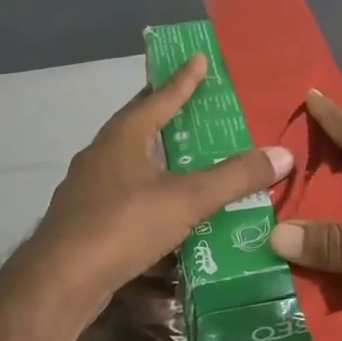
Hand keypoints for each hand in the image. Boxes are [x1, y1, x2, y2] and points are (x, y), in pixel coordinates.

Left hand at [32, 54, 292, 301]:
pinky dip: (149, 187)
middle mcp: (103, 153)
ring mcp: (90, 186)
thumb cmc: (122, 225)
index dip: (183, 78)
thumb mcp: (187, 199)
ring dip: (158, 151)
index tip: (198, 57)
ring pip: (131, 158)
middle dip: (167, 110)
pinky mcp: (86, 218)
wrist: (59, 283)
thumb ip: (234, 177)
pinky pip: (126, 190)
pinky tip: (165, 203)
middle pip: (140, 122)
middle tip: (196, 101)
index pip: (160, 97)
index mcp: (124, 136)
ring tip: (188, 152)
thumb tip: (283, 154)